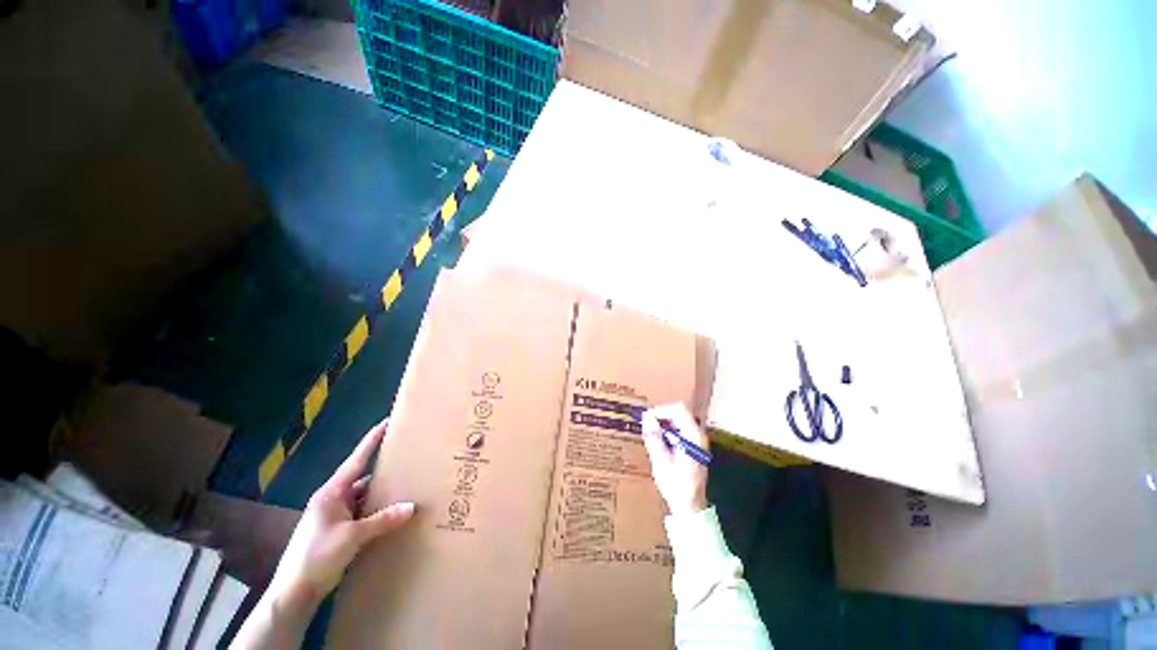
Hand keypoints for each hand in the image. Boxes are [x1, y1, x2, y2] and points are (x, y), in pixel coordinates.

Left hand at [267, 419, 414, 606]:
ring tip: (406, 487)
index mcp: (332, 492)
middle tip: (407, 459)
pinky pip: (362, 513)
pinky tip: (391, 514)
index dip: (372, 440)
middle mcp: (333, 499)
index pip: (356, 460)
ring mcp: (334, 515)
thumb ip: (383, 520)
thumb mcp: (353, 537)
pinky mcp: (337, 530)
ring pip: (363, 497)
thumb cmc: (318, 556)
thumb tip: (412, 507)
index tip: (387, 422)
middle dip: (384, 470)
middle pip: (363, 478)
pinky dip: (376, 511)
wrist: (294, 592)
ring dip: (381, 494)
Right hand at [641, 403, 708, 515]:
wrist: (690, 506)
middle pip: (679, 414)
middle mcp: (698, 435)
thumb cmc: (675, 485)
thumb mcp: (660, 460)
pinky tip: (660, 444)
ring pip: (679, 421)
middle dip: (661, 417)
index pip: (678, 410)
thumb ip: (654, 436)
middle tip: (647, 427)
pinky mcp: (694, 447)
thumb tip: (646, 416)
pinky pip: (680, 430)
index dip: (661, 410)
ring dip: (664, 425)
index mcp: (693, 436)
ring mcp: (698, 441)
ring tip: (651, 436)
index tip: (647, 419)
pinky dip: (668, 432)